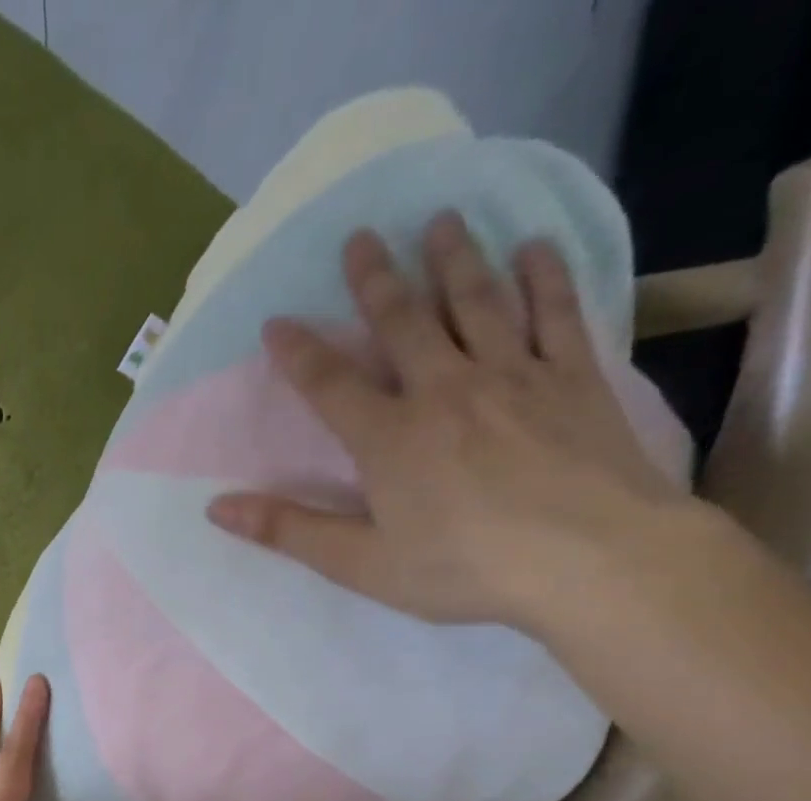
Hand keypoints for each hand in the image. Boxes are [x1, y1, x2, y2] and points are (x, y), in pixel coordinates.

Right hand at [205, 212, 682, 632]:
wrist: (594, 561)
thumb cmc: (464, 569)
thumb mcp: (362, 564)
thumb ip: (289, 530)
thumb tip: (217, 508)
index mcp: (389, 438)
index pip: (330, 384)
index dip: (299, 352)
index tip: (277, 320)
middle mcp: (445, 390)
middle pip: (404, 322)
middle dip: (376, 279)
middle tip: (361, 235)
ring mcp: (515, 376)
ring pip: (478, 302)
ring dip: (455, 258)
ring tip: (441, 220)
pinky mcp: (574, 378)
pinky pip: (556, 312)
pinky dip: (543, 276)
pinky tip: (533, 249)